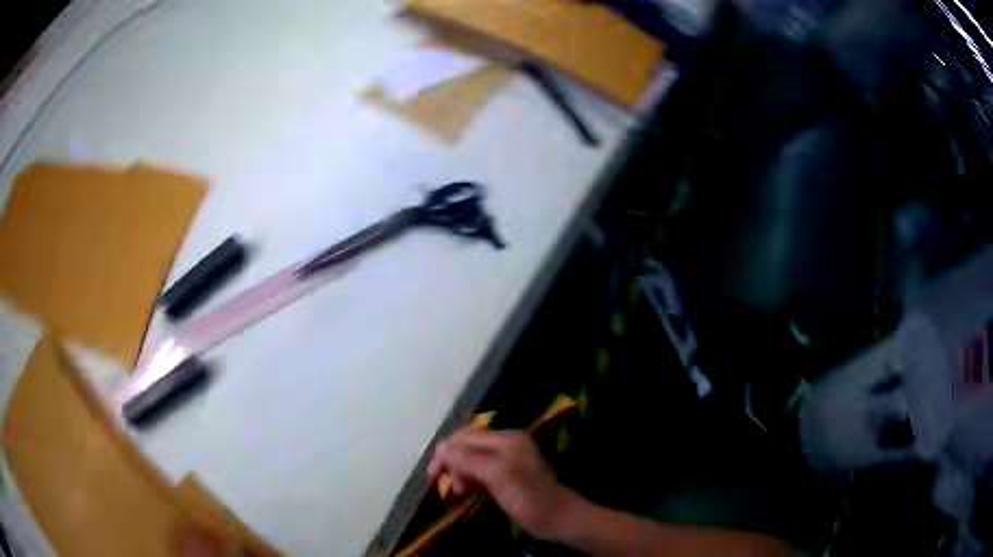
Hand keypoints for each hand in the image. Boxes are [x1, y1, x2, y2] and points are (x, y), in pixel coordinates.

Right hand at [427, 427, 580, 539]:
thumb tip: (441, 447)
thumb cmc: (528, 499)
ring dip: (459, 472)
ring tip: (457, 492)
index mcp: (506, 438)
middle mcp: (507, 443)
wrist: (558, 519)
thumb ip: (469, 459)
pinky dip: (469, 478)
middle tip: (444, 486)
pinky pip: (480, 469)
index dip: (446, 453)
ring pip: (472, 457)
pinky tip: (466, 491)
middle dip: (451, 462)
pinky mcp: (508, 473)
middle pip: (467, 445)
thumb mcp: (497, 476)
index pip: (465, 436)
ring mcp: (509, 458)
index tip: (433, 476)